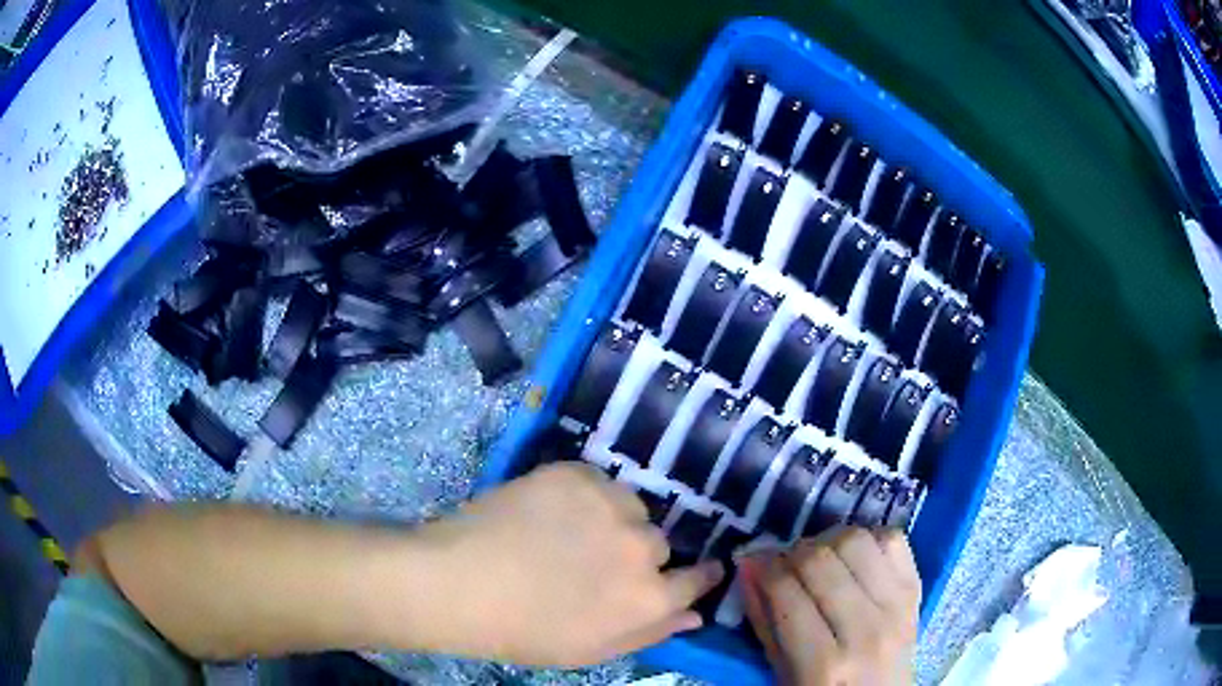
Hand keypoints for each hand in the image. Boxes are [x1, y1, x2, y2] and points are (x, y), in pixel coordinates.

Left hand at [415, 463, 724, 666]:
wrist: (459, 584)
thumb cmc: (523, 631)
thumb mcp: (592, 650)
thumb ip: (651, 632)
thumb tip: (695, 614)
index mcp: (648, 598)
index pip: (696, 579)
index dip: (699, 574)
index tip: (699, 569)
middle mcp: (642, 548)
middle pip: (658, 543)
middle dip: (637, 554)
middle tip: (595, 561)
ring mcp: (610, 505)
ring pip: (630, 507)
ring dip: (612, 520)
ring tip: (569, 533)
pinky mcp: (577, 475)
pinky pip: (599, 482)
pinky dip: (584, 496)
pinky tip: (550, 512)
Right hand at [740, 528, 919, 685]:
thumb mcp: (783, 672)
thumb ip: (763, 621)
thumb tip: (748, 565)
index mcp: (823, 665)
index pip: (786, 593)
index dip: (763, 567)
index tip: (753, 560)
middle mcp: (865, 631)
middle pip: (820, 560)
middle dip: (792, 553)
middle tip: (784, 562)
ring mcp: (897, 606)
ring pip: (856, 541)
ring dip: (828, 541)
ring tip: (820, 558)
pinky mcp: (917, 588)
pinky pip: (892, 539)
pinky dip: (867, 538)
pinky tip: (853, 557)